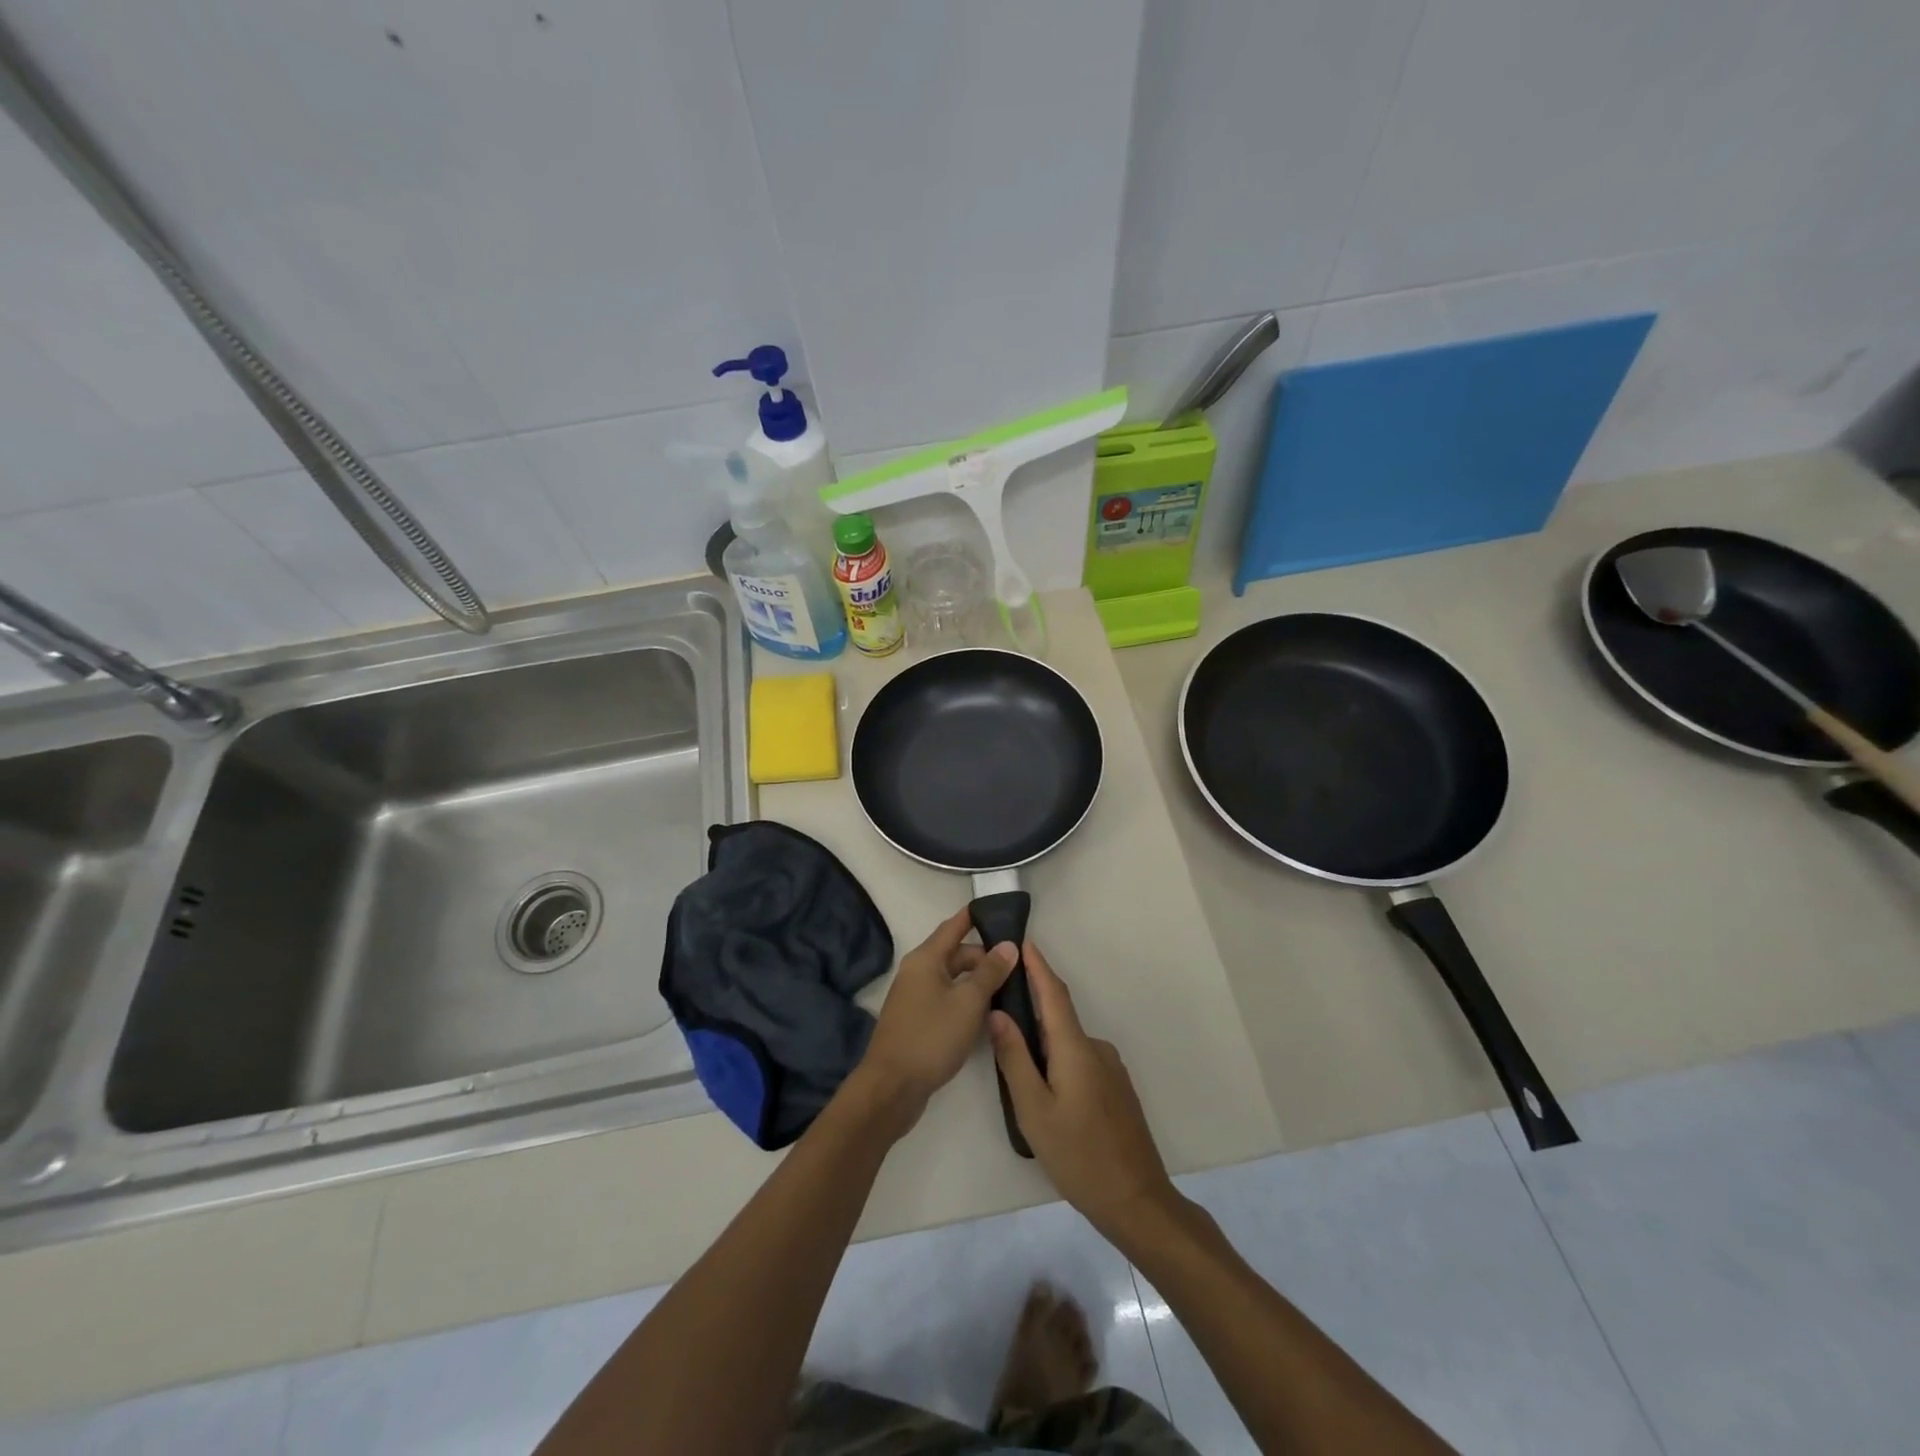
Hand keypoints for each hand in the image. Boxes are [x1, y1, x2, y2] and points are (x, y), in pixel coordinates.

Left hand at [856, 908, 1017, 1124]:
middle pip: (955, 955)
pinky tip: (987, 1016)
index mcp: (926, 959)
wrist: (891, 1087)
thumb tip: (1008, 945)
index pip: (954, 926)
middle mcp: (917, 972)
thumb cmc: (931, 1036)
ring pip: (952, 980)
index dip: (975, 916)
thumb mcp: (968, 1002)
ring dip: (977, 982)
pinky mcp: (916, 1022)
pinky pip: (946, 1000)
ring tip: (1010, 990)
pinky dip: (966, 1002)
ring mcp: (914, 998)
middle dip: (984, 957)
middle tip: (1017, 966)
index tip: (999, 909)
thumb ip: (990, 972)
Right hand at [988, 941, 1175, 1240]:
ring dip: (1044, 1045)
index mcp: (1075, 1048)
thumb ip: (1014, 1059)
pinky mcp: (1117, 1088)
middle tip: (999, 1015)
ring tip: (1016, 1069)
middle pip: (1059, 1018)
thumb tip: (998, 1014)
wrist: (1137, 1200)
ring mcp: (1111, 1069)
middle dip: (1031, 1009)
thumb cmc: (1078, 1155)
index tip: (1023, 942)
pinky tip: (1046, 1092)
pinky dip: (1060, 1062)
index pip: (1053, 994)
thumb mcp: (1034, 1110)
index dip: (1038, 966)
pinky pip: (1081, 1062)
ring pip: (1068, 1045)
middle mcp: (1096, 1048)